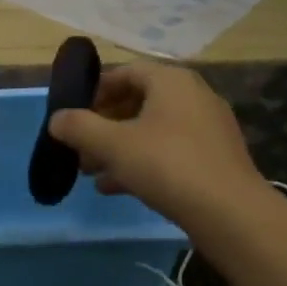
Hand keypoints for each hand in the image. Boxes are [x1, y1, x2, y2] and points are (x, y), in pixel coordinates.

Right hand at [47, 63, 266, 227]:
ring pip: (151, 130)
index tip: (73, 114)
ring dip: (118, 147)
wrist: (230, 213)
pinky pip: (169, 151)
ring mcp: (207, 128)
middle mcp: (193, 96)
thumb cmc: (167, 165)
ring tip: (91, 172)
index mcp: (171, 81)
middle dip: (103, 125)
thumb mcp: (113, 144)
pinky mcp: (214, 158)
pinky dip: (141, 162)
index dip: (95, 91)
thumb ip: (79, 127)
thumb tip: (56, 119)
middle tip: (80, 147)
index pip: (125, 72)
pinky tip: (116, 187)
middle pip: (137, 102)